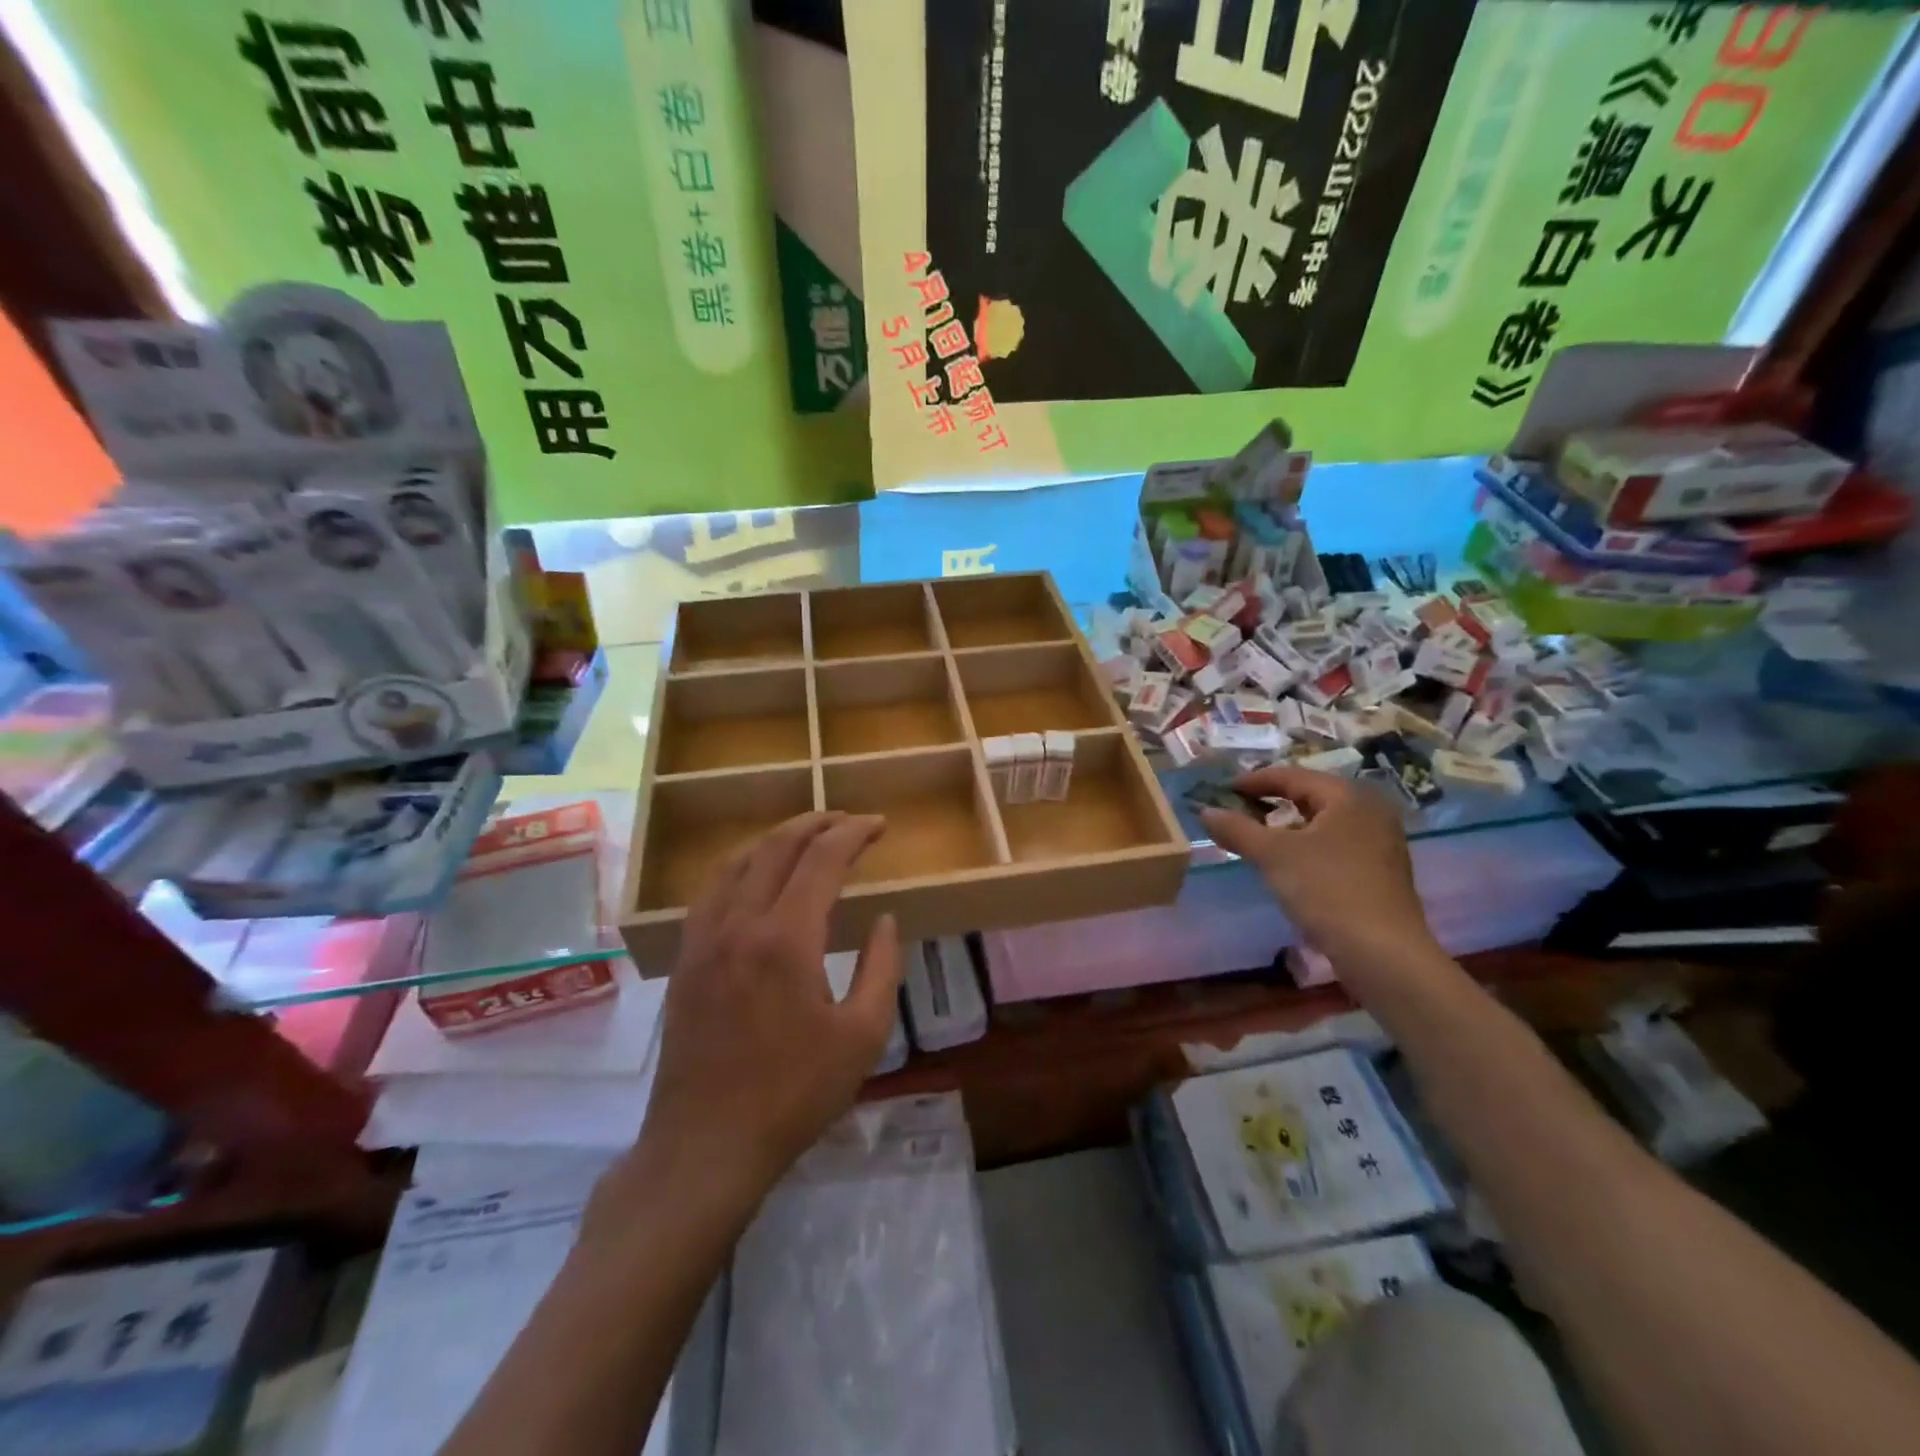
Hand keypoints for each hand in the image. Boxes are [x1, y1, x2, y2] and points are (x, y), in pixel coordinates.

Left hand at [626, 812, 901, 1207]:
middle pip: (778, 847)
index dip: (854, 832)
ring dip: (778, 839)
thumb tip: (884, 920)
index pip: (822, 858)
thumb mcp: (862, 1036)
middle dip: (817, 823)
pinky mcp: (686, 959)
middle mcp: (740, 923)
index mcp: (786, 938)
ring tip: (808, 838)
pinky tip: (756, 878)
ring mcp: (705, 939)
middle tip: (849, 821)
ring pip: (739, 861)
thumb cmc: (794, 1094)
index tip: (880, 826)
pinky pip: (713, 890)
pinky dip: (742, 866)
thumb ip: (880, 967)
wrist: (706, 1145)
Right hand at [1199, 767, 1437, 981]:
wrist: (1382, 953)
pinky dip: (1307, 845)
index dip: (1254, 781)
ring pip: (1323, 822)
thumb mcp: (1272, 856)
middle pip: (1311, 796)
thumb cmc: (1327, 889)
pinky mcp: (1381, 871)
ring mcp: (1381, 842)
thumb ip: (1237, 829)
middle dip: (1272, 802)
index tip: (1223, 790)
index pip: (1293, 775)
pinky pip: (1336, 844)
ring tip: (1257, 837)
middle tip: (1238, 811)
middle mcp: (1371, 810)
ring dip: (1288, 826)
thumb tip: (1206, 811)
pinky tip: (1289, 864)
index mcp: (1348, 796)